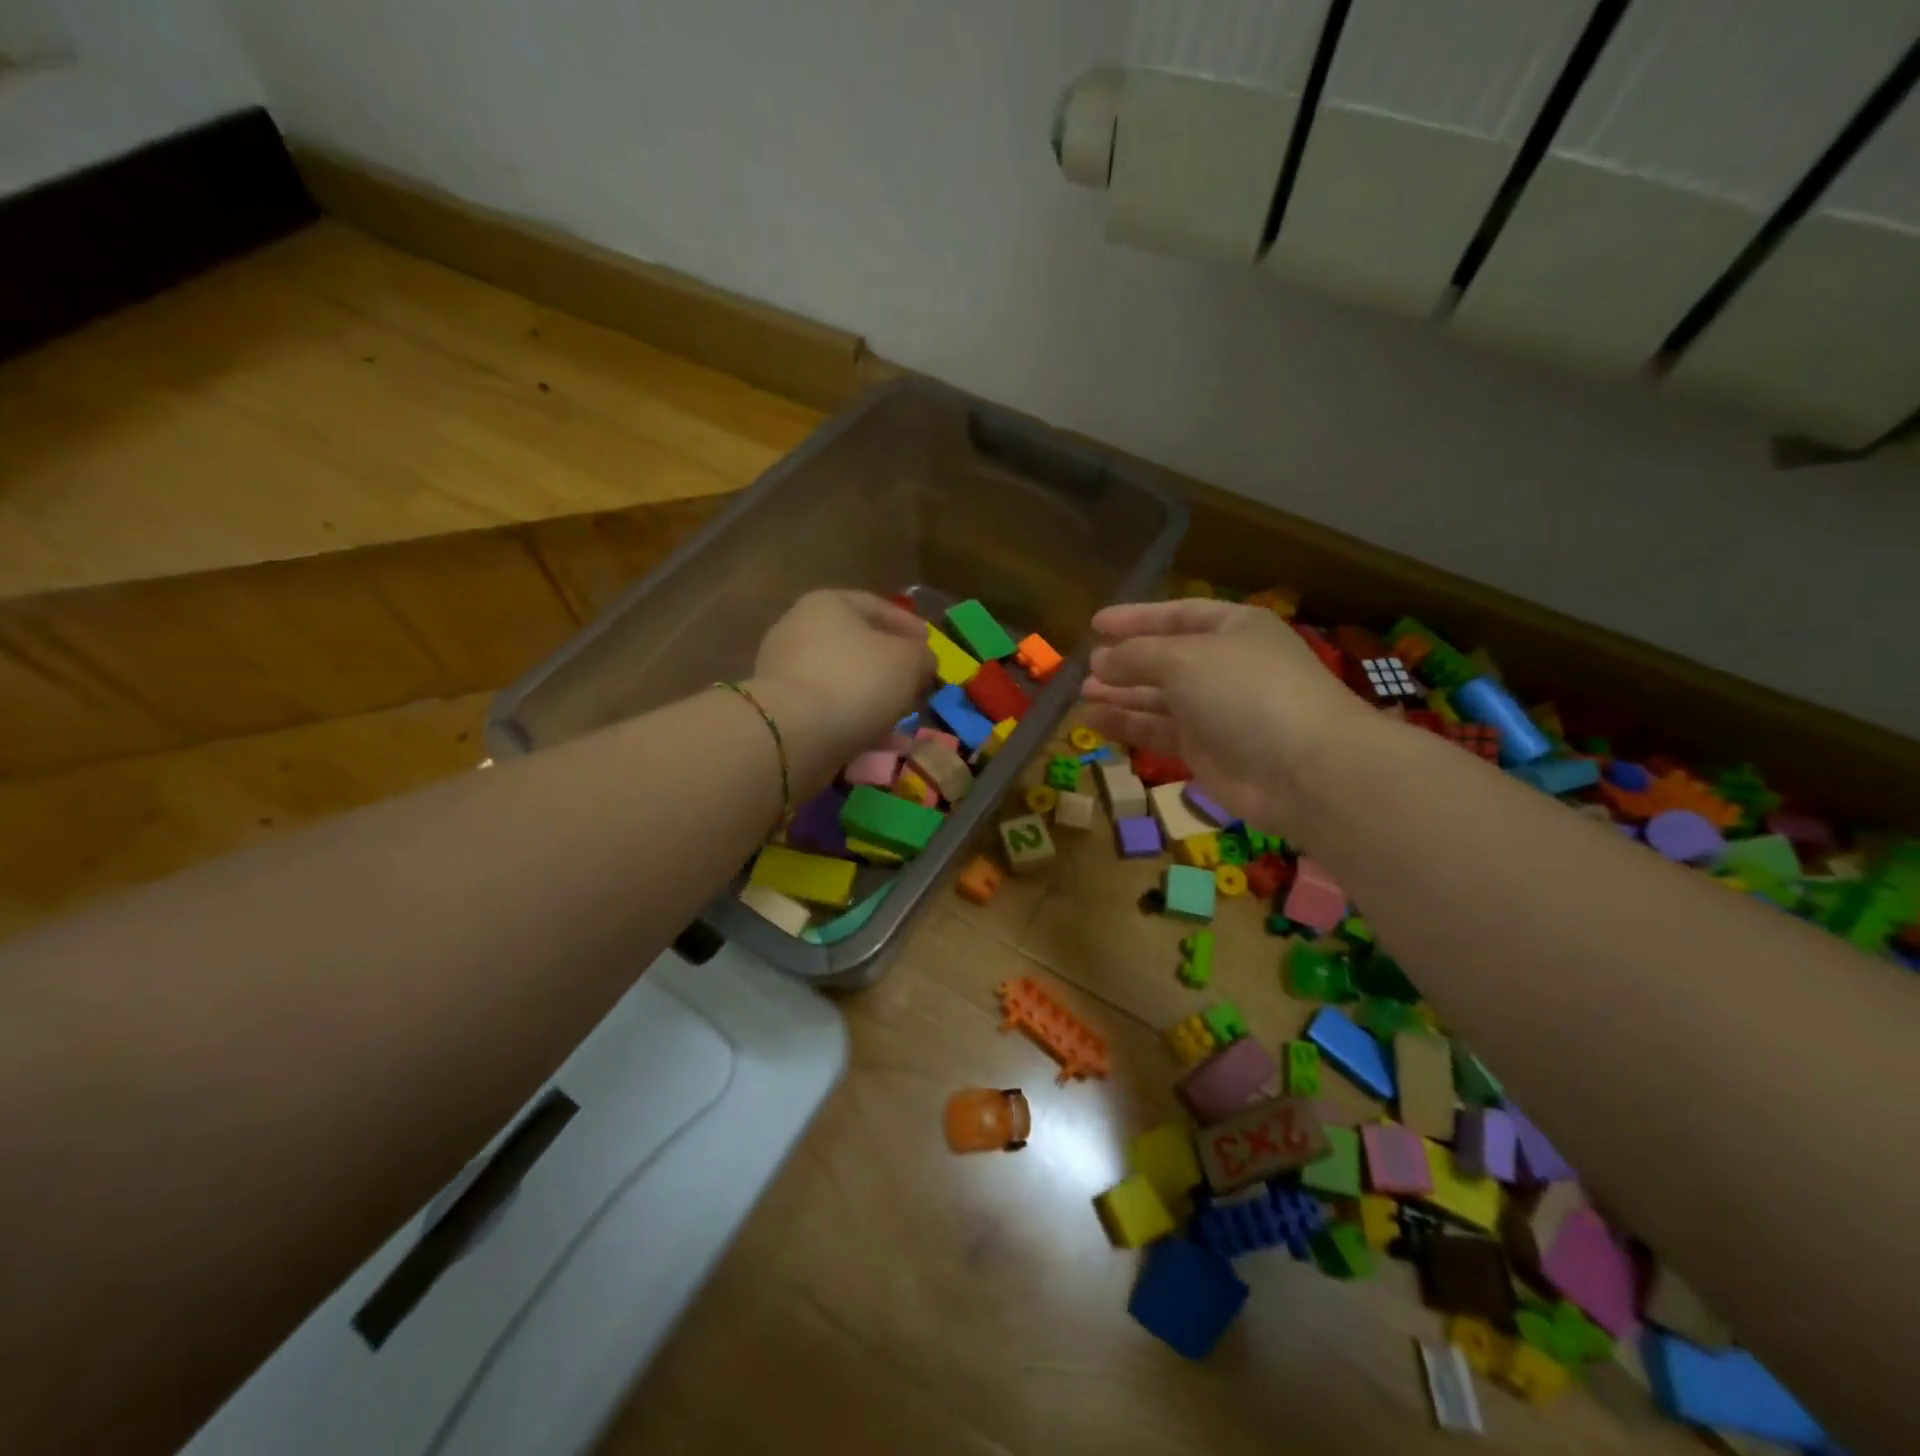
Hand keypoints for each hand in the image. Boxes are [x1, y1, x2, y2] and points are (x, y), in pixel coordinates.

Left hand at [747, 591, 933, 793]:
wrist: (793, 735)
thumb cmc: (856, 681)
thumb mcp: (909, 661)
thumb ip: (923, 656)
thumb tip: (923, 661)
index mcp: (828, 605)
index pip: (878, 607)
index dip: (911, 626)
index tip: (933, 646)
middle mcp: (800, 630)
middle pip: (858, 645)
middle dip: (892, 665)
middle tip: (918, 683)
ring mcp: (785, 671)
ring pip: (844, 681)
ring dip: (875, 698)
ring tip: (903, 716)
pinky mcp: (782, 710)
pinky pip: (829, 710)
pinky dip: (855, 721)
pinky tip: (881, 740)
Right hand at [1081, 599, 1374, 832]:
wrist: (1301, 769)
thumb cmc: (1245, 691)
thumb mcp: (1184, 659)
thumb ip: (1136, 655)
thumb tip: (1100, 660)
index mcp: (1232, 629)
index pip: (1177, 615)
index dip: (1136, 618)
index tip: (1095, 623)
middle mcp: (1224, 666)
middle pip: (1165, 659)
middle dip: (1125, 661)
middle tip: (1085, 666)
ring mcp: (1216, 711)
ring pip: (1158, 698)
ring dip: (1121, 694)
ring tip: (1083, 693)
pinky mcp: (1206, 751)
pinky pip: (1159, 732)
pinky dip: (1128, 726)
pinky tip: (1095, 722)